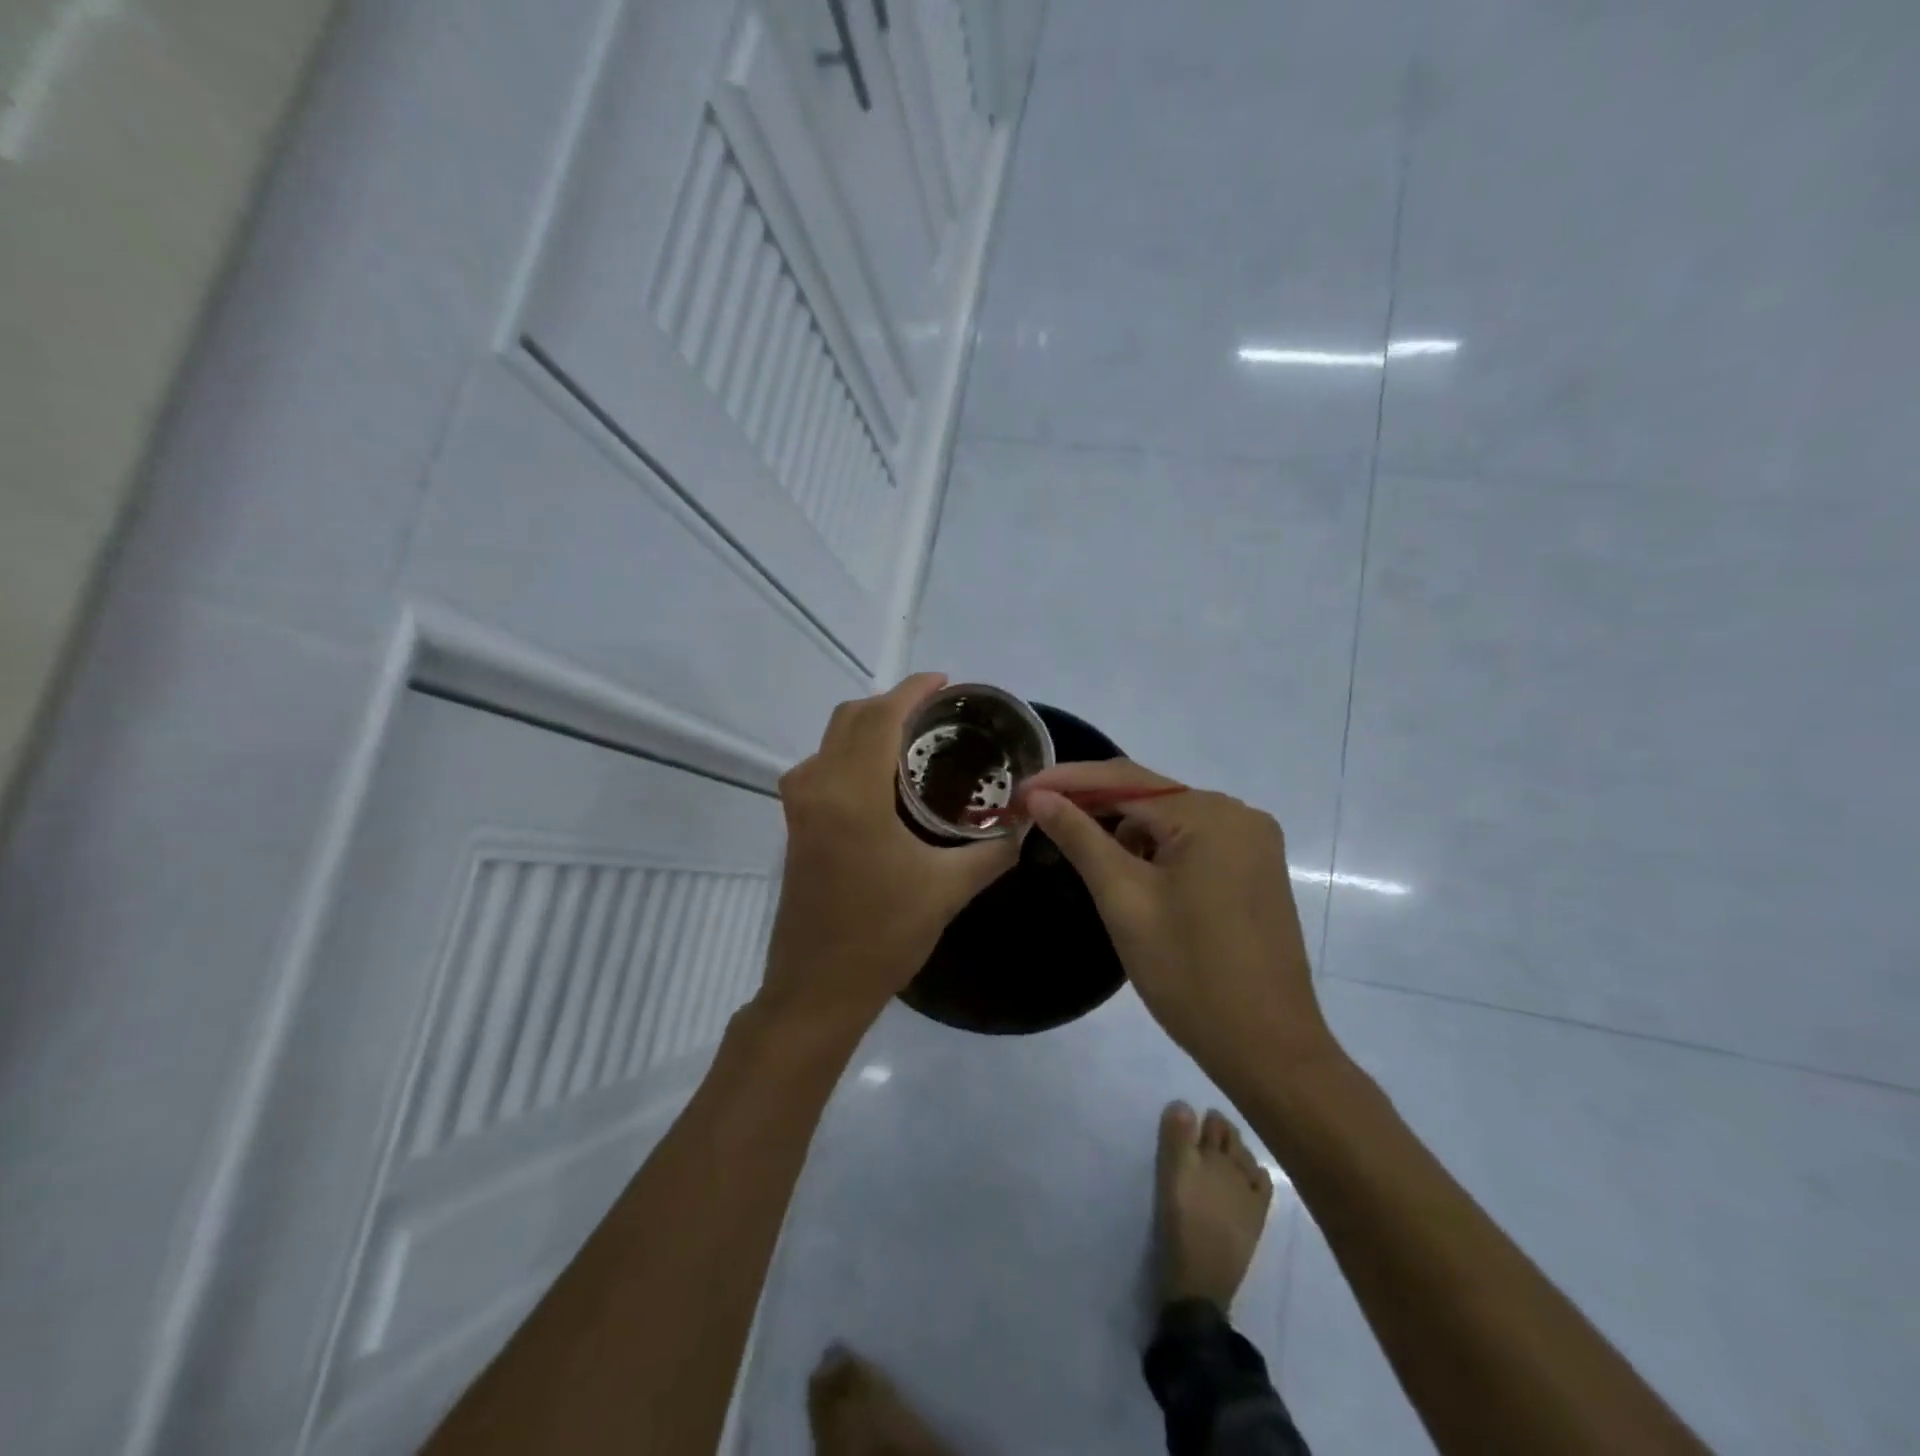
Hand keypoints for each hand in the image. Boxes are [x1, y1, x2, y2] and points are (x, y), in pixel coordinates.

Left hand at [759, 674, 1021, 1027]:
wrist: (818, 986)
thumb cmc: (884, 936)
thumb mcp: (947, 890)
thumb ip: (992, 852)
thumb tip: (1027, 826)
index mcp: (853, 795)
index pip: (880, 718)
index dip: (912, 691)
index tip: (945, 682)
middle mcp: (817, 786)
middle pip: (851, 718)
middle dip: (892, 704)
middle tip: (936, 713)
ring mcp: (799, 804)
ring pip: (832, 739)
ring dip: (869, 726)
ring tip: (915, 739)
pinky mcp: (795, 822)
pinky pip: (822, 764)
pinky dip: (852, 751)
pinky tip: (885, 776)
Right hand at [1020, 760, 1337, 1073]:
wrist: (1267, 1048)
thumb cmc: (1189, 973)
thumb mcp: (1124, 899)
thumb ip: (1080, 837)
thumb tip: (1039, 795)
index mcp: (1211, 815)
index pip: (1124, 779)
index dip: (1067, 780)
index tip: (1020, 790)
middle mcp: (1238, 814)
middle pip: (1149, 796)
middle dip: (1091, 802)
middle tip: (1035, 813)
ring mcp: (1251, 842)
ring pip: (1168, 819)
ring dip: (1120, 827)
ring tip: (1070, 841)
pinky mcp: (1253, 868)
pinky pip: (1191, 841)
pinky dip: (1151, 847)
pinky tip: (1122, 866)